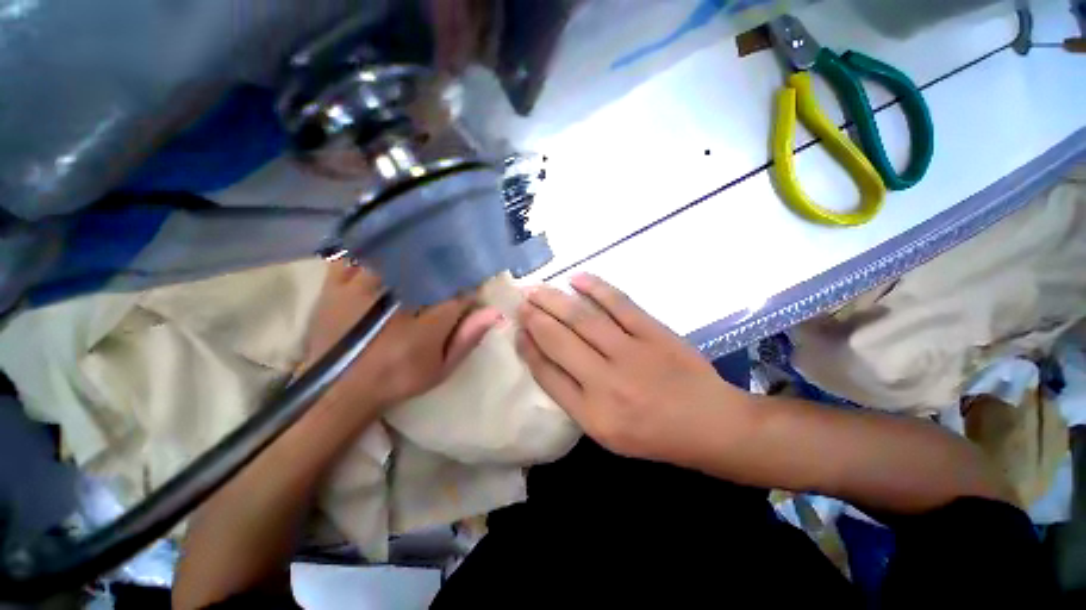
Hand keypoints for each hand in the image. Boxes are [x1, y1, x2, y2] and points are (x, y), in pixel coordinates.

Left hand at [304, 262, 501, 417]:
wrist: (337, 391)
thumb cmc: (396, 379)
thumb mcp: (439, 368)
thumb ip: (467, 339)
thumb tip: (495, 312)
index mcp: (425, 324)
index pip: (459, 293)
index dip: (471, 285)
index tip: (476, 284)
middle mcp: (396, 301)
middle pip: (429, 268)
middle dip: (446, 264)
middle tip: (453, 264)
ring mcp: (361, 289)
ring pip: (394, 254)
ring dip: (412, 251)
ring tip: (424, 248)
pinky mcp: (335, 286)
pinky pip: (354, 255)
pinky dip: (369, 249)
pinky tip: (382, 249)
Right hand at [515, 273, 748, 464]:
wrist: (710, 423)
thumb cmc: (654, 434)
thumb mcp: (607, 432)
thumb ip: (574, 398)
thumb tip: (547, 359)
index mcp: (593, 414)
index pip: (547, 374)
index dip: (528, 348)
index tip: (517, 331)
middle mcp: (606, 382)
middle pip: (559, 341)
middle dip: (534, 319)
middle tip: (520, 303)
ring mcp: (631, 353)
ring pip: (583, 319)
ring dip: (555, 301)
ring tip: (536, 289)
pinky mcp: (653, 333)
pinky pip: (619, 304)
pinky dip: (596, 288)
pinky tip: (576, 279)